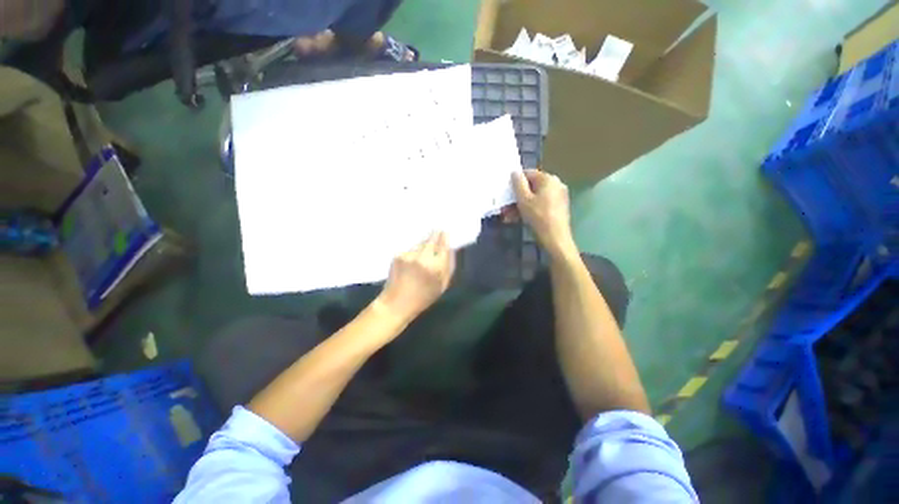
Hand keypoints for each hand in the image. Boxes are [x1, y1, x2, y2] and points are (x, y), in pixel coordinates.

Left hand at [377, 232, 455, 322]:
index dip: (444, 238)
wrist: (396, 303)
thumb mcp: (442, 286)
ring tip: (424, 249)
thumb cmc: (423, 297)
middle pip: (431, 240)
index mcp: (436, 267)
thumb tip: (451, 249)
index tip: (445, 232)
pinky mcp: (398, 255)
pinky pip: (410, 249)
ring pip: (420, 243)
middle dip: (435, 235)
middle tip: (437, 231)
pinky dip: (414, 251)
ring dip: (424, 243)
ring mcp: (409, 255)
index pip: (443, 246)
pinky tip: (413, 258)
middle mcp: (423, 258)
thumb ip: (449, 266)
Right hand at [511, 169, 575, 256]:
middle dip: (516, 198)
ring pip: (534, 198)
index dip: (515, 182)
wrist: (555, 238)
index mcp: (548, 179)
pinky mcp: (558, 208)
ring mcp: (558, 197)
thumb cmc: (538, 216)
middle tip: (504, 208)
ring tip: (508, 217)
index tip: (505, 192)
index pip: (528, 174)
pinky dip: (529, 210)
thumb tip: (515, 172)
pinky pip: (540, 205)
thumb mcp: (523, 199)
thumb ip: (518, 183)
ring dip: (520, 206)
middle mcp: (556, 185)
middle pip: (531, 188)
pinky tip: (517, 219)